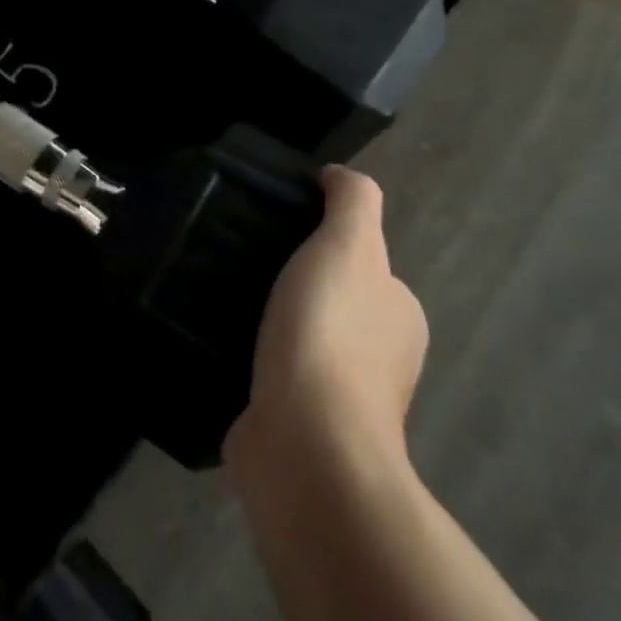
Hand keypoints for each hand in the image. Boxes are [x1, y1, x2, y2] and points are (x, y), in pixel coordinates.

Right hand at [227, 167, 428, 477]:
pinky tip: (221, 346)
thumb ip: (352, 202)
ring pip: (298, 340)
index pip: (362, 263)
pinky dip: (251, 360)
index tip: (275, 231)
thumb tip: (337, 176)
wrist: (304, 444)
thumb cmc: (329, 334)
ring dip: (269, 323)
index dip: (323, 242)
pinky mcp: (296, 425)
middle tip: (239, 260)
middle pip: (329, 301)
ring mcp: (338, 399)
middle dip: (292, 283)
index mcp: (398, 315)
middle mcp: (379, 358)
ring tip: (223, 298)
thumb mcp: (348, 245)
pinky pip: (271, 375)